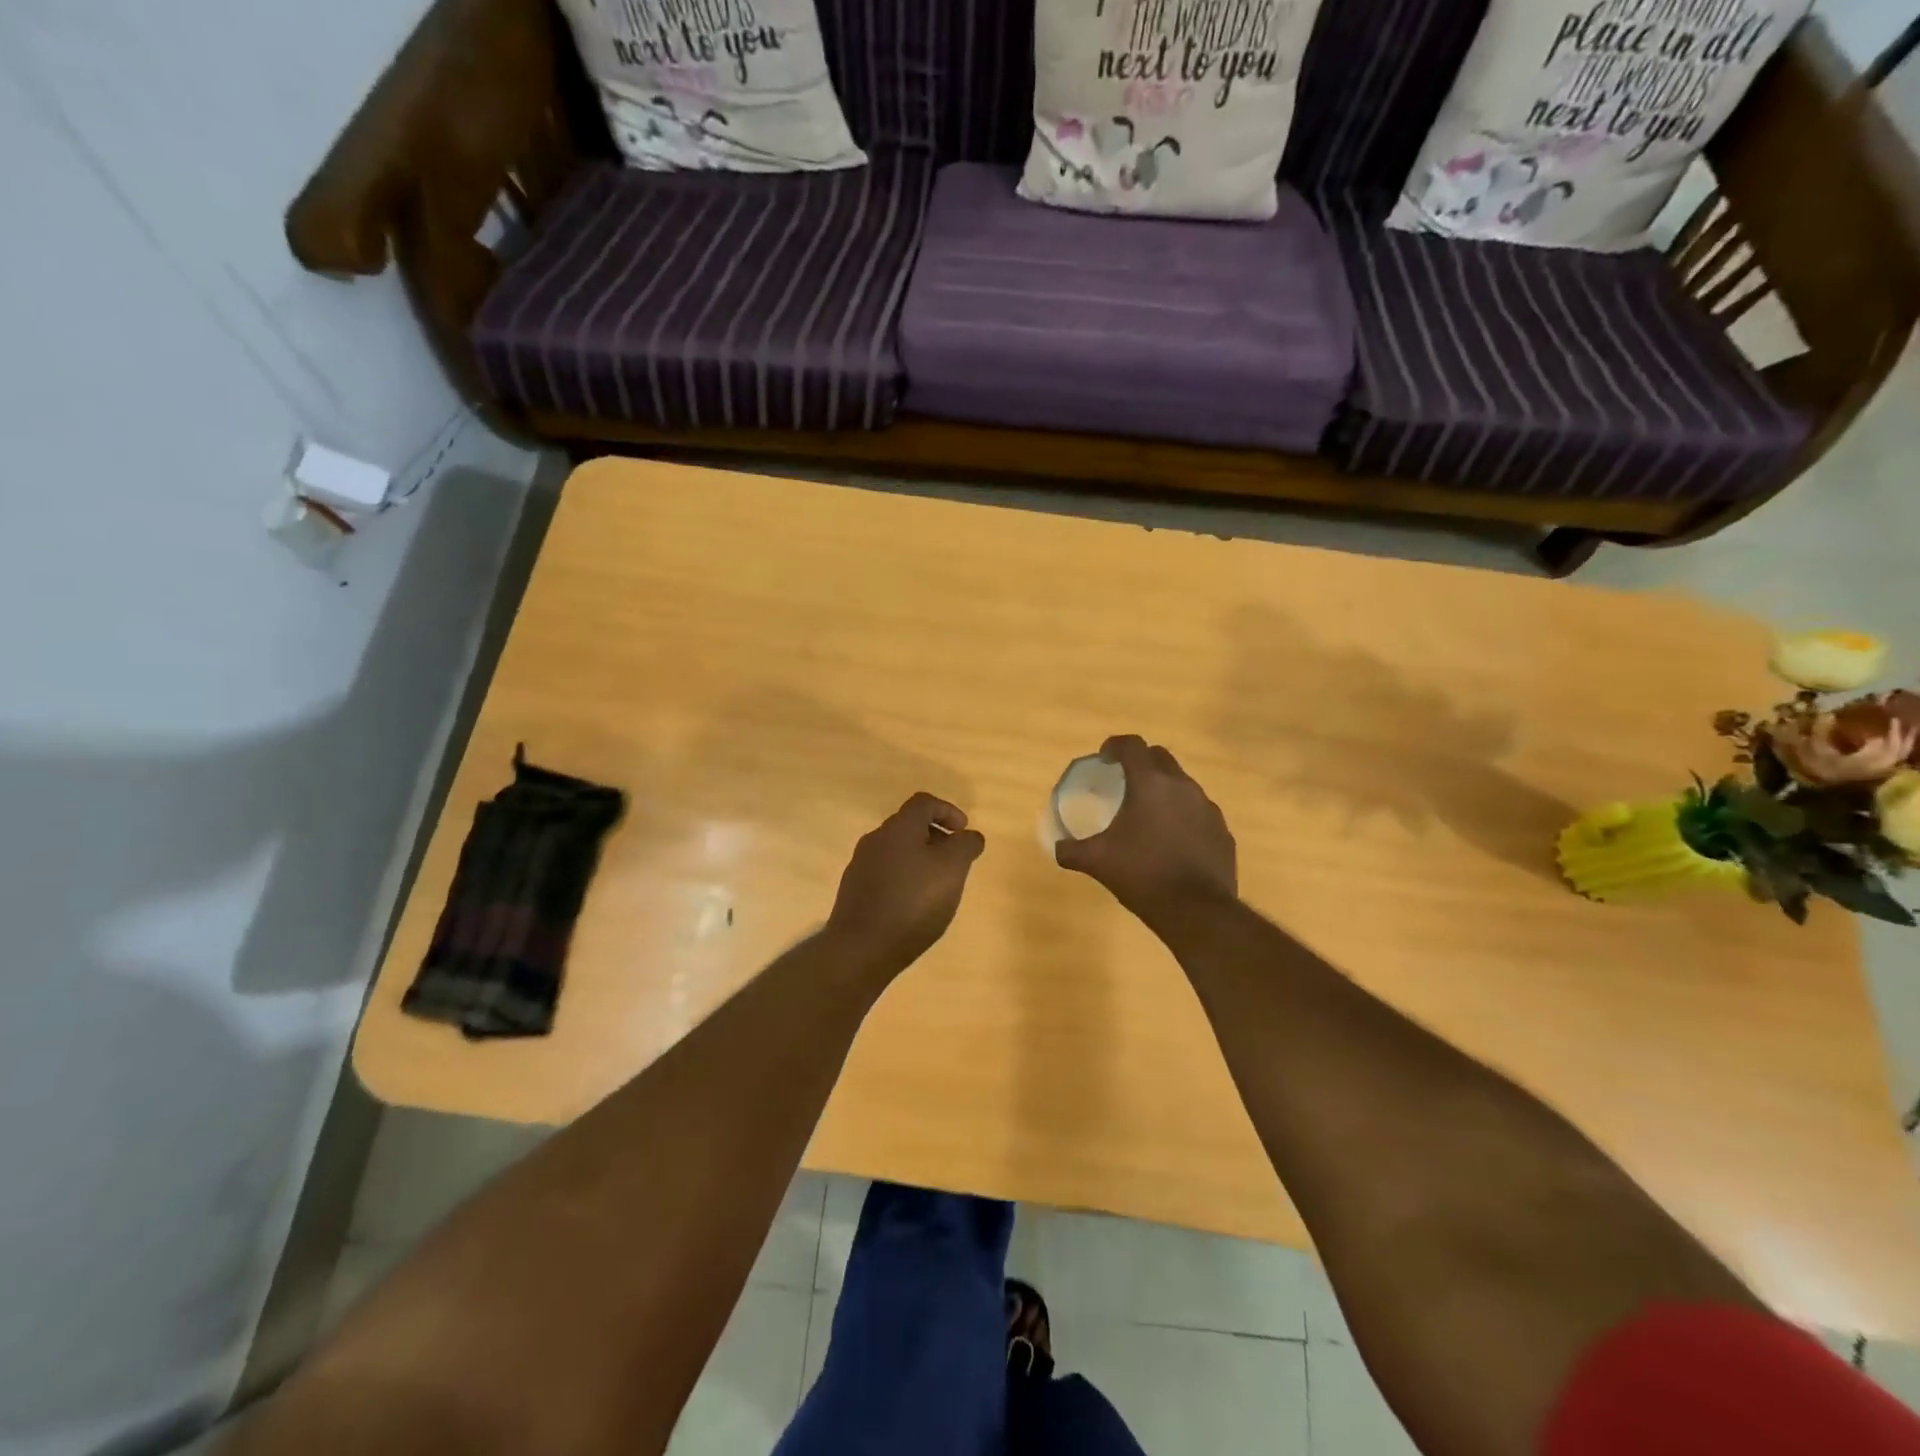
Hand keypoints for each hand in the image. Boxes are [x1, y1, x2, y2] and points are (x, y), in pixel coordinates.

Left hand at [826, 793, 986, 975]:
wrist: (861, 948)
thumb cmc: (913, 902)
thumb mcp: (952, 869)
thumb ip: (965, 845)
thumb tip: (969, 835)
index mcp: (899, 828)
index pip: (924, 803)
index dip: (948, 811)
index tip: (963, 832)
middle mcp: (875, 840)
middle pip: (909, 826)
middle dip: (935, 838)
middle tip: (954, 861)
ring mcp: (860, 866)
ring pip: (897, 851)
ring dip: (920, 860)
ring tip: (937, 886)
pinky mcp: (854, 892)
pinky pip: (885, 874)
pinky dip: (904, 879)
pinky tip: (913, 905)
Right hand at [1054, 735, 1236, 924]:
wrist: (1196, 910)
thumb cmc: (1142, 875)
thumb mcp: (1097, 862)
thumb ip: (1073, 850)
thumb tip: (1058, 848)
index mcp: (1150, 784)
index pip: (1132, 745)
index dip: (1115, 746)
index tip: (1104, 758)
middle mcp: (1182, 786)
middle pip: (1160, 757)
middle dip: (1141, 762)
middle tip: (1124, 781)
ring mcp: (1207, 808)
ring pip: (1183, 784)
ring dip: (1164, 789)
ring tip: (1148, 814)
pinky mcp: (1222, 831)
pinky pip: (1199, 812)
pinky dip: (1183, 816)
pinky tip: (1172, 841)